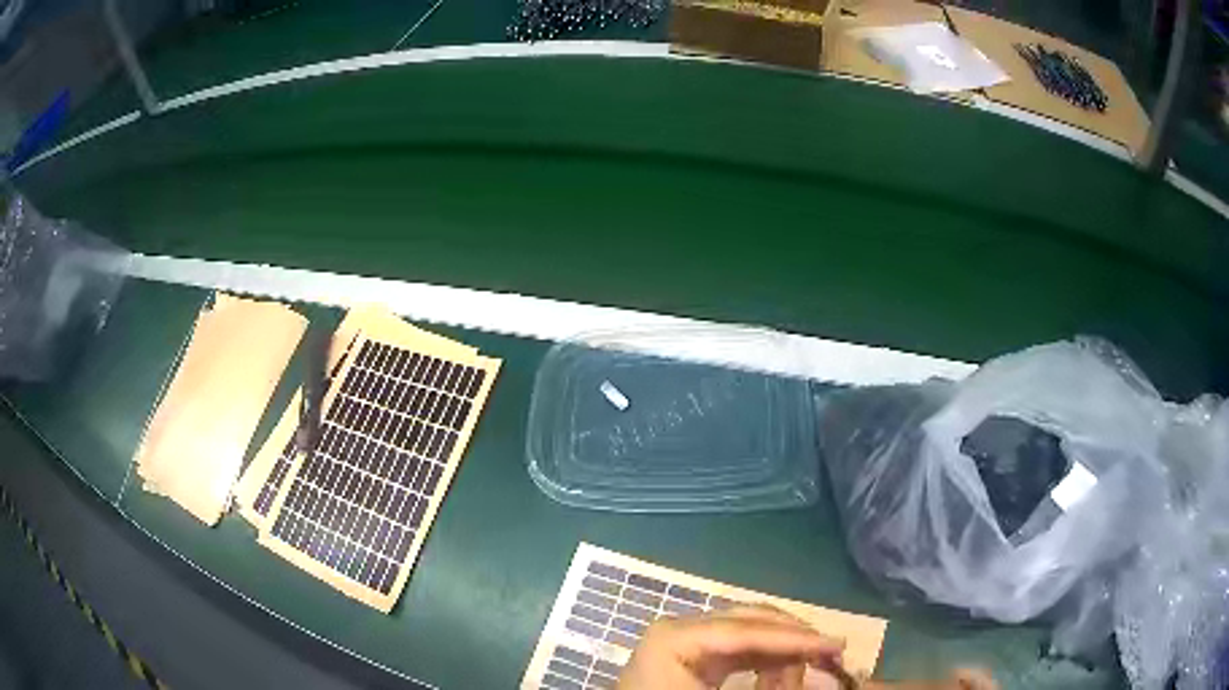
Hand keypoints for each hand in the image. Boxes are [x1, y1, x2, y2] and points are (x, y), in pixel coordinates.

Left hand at [617, 605, 846, 689]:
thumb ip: (771, 684)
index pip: (747, 631)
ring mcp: (685, 639)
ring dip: (783, 648)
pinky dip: (766, 658)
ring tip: (818, 662)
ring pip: (748, 632)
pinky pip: (737, 649)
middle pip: (750, 622)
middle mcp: (680, 628)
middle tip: (833, 652)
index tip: (837, 646)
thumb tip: (808, 670)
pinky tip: (789, 666)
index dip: (796, 638)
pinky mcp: (692, 655)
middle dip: (794, 637)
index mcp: (675, 637)